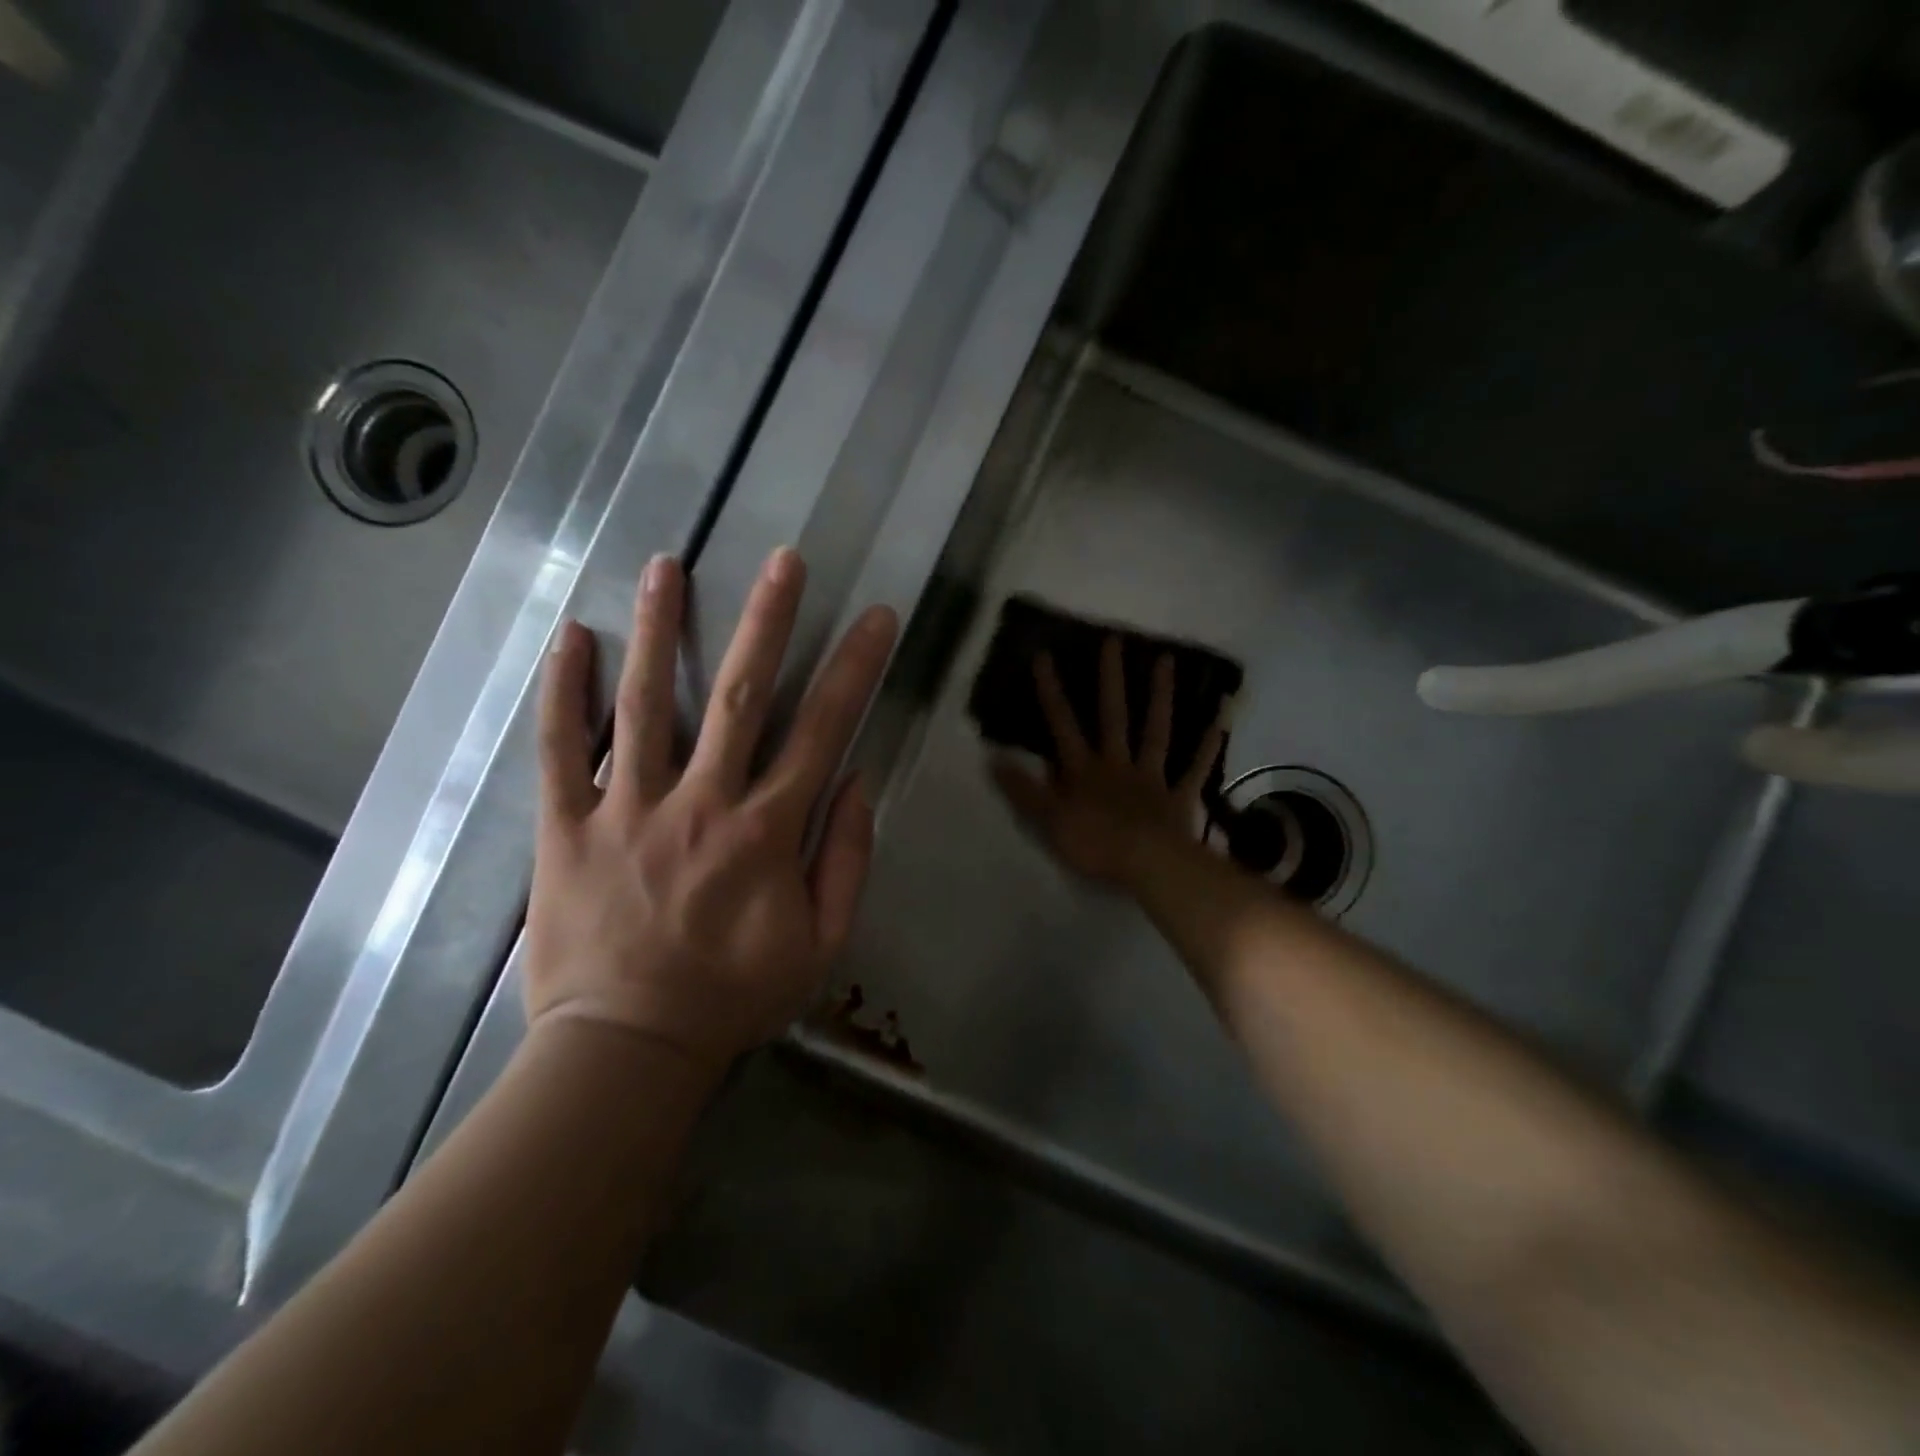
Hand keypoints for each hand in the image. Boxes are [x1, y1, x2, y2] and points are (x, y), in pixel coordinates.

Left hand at [524, 548, 897, 1075]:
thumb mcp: (820, 945)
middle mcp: (701, 802)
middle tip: (782, 560)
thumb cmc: (732, 998)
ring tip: (667, 566)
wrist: (626, 1049)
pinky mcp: (566, 827)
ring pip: (647, 704)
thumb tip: (857, 784)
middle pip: (742, 696)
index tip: (874, 617)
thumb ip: (846, 861)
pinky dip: (565, 693)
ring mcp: (628, 809)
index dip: (854, 669)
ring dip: (662, 630)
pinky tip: (573, 638)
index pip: (823, 730)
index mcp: (766, 832)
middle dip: (768, 622)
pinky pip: (562, 750)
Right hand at [991, 635, 1223, 886]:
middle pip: (1113, 717)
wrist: (1148, 865)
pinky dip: (1208, 744)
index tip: (1045, 656)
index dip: (1052, 693)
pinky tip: (1222, 717)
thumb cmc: (1095, 845)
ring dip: (1160, 696)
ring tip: (1166, 660)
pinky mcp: (1179, 796)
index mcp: (1084, 771)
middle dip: (1111, 679)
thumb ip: (1023, 790)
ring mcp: (1152, 778)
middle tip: (1114, 640)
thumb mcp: (1048, 821)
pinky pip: (1196, 768)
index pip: (1063, 726)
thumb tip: (992, 758)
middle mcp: (1117, 765)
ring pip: (1156, 731)